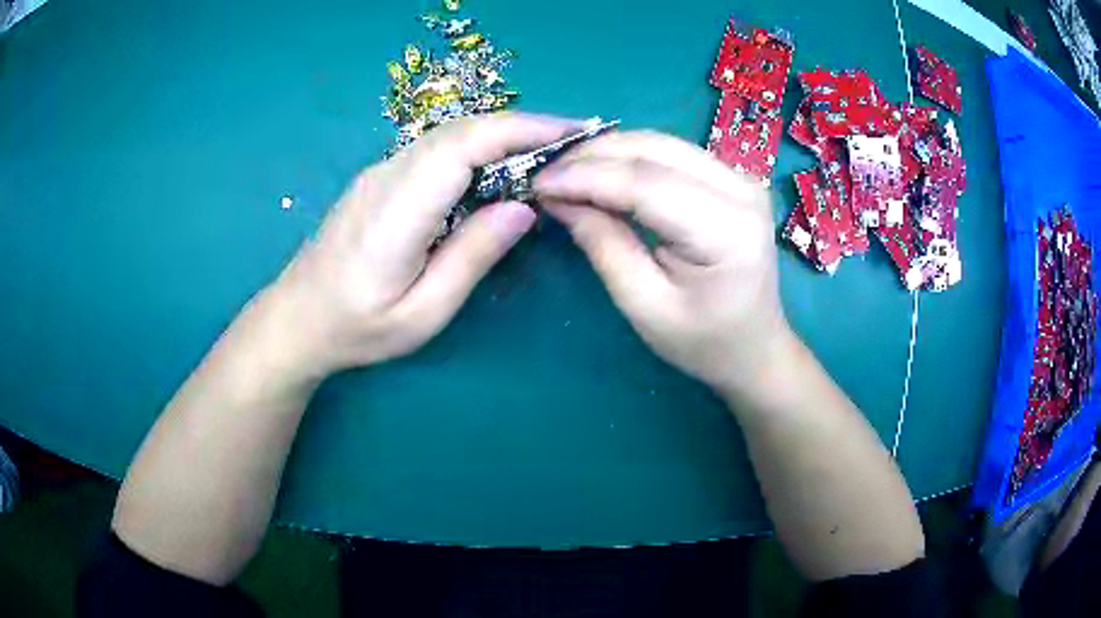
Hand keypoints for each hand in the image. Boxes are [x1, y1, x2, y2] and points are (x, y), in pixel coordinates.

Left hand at [265, 113, 579, 376]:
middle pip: (460, 131)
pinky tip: (496, 169)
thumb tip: (524, 208)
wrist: (296, 319)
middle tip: (571, 144)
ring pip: (448, 136)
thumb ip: (472, 257)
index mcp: (398, 210)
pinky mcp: (378, 179)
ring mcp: (379, 173)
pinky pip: (434, 151)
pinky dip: (476, 149)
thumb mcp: (422, 313)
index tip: (571, 133)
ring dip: (500, 136)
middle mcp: (387, 176)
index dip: (521, 130)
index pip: (465, 144)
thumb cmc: (357, 328)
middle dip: (521, 127)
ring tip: (545, 154)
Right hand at [534, 130, 792, 396]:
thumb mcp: (645, 306)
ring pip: (660, 143)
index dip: (586, 176)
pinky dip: (629, 157)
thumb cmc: (704, 342)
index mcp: (727, 230)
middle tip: (545, 174)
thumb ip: (604, 246)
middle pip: (654, 150)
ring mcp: (740, 177)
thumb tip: (558, 198)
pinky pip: (670, 152)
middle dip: (592, 156)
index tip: (538, 183)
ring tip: (565, 172)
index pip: (646, 183)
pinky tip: (600, 171)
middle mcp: (741, 189)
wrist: (755, 346)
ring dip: (607, 152)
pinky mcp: (731, 176)